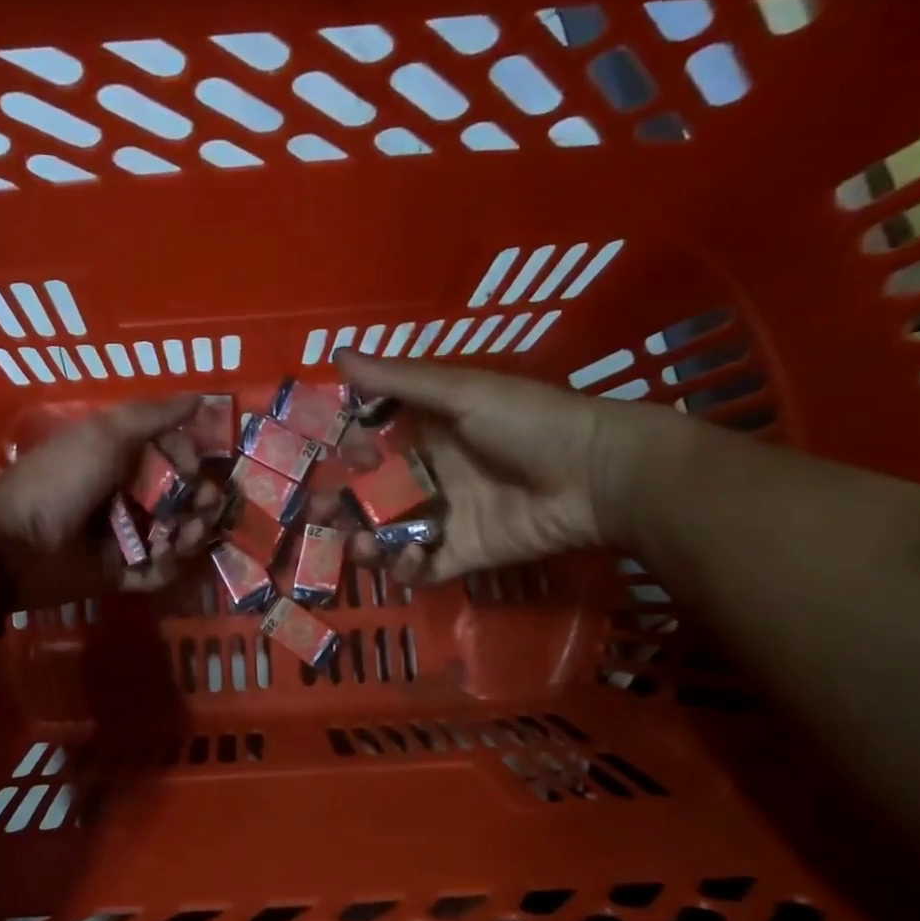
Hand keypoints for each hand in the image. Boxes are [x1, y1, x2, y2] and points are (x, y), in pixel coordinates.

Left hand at [0, 395, 221, 606]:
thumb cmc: (61, 480)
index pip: (173, 456)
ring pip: (176, 535)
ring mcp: (125, 535)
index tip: (195, 470)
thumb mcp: (105, 434)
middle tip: (205, 508)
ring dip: (189, 534)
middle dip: (201, 503)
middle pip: (182, 498)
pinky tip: (161, 559)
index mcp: (122, 457)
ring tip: (181, 537)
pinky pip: (157, 571)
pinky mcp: (120, 572)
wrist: (14, 543)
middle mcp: (127, 495)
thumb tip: (200, 398)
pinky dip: (166, 566)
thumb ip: (154, 416)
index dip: (191, 460)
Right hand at [333, 350, 660, 585]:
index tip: (348, 456)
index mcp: (429, 433)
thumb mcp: (462, 392)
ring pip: (389, 534)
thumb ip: (398, 381)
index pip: (374, 444)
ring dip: (366, 541)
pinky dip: (407, 568)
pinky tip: (408, 558)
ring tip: (358, 545)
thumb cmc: (528, 422)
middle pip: (373, 493)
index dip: (353, 451)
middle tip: (323, 512)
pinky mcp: (463, 553)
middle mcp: (431, 475)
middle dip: (344, 503)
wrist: (596, 475)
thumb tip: (336, 353)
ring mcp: (446, 517)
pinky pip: (422, 566)